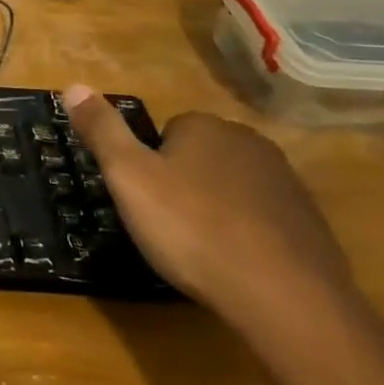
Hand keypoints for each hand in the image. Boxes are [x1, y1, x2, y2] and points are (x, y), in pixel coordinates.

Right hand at [65, 86, 357, 337]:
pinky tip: (235, 265)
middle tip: (166, 223)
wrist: (286, 299)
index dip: (149, 165)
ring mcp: (287, 184)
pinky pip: (263, 219)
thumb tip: (72, 85)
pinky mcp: (311, 225)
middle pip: (200, 156)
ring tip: (199, 248)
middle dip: (182, 182)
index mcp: (206, 127)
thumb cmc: (192, 229)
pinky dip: (247, 235)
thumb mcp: (128, 177)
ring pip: (232, 186)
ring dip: (215, 208)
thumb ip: (101, 130)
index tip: (144, 198)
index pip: (166, 131)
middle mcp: (250, 143)